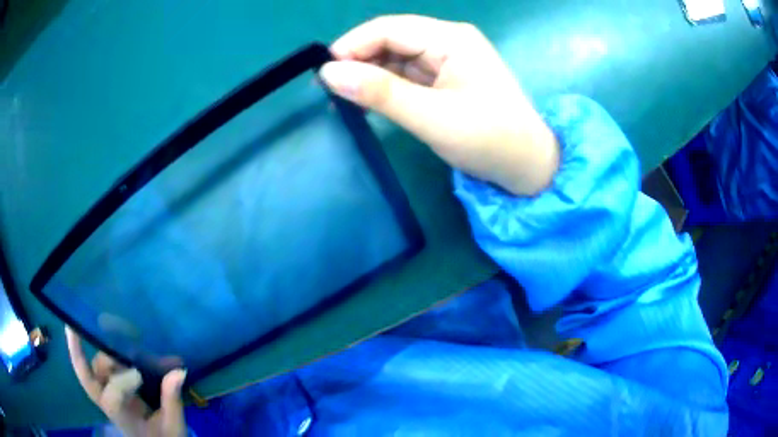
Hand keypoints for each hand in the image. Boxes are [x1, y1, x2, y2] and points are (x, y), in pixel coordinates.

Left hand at [65, 327, 186, 436]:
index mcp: (123, 418)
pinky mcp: (111, 386)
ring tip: (118, 333)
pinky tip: (105, 331)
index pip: (112, 400)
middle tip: (73, 327)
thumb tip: (178, 370)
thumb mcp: (173, 426)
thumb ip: (172, 399)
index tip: (140, 375)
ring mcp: (107, 393)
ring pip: (94, 368)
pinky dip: (101, 348)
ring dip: (103, 351)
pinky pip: (99, 365)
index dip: (121, 383)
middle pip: (88, 379)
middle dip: (78, 354)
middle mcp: (109, 404)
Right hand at [319, 15, 558, 195]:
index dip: (352, 45)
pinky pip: (408, 74)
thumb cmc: (489, 140)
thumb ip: (380, 93)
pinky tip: (369, 100)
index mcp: (451, 38)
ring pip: (396, 57)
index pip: (389, 28)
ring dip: (370, 74)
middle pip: (391, 40)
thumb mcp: (432, 117)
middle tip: (330, 90)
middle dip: (359, 60)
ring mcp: (448, 60)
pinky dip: (387, 86)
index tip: (323, 73)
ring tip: (343, 98)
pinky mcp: (447, 79)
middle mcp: (449, 41)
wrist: (528, 167)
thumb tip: (328, 73)